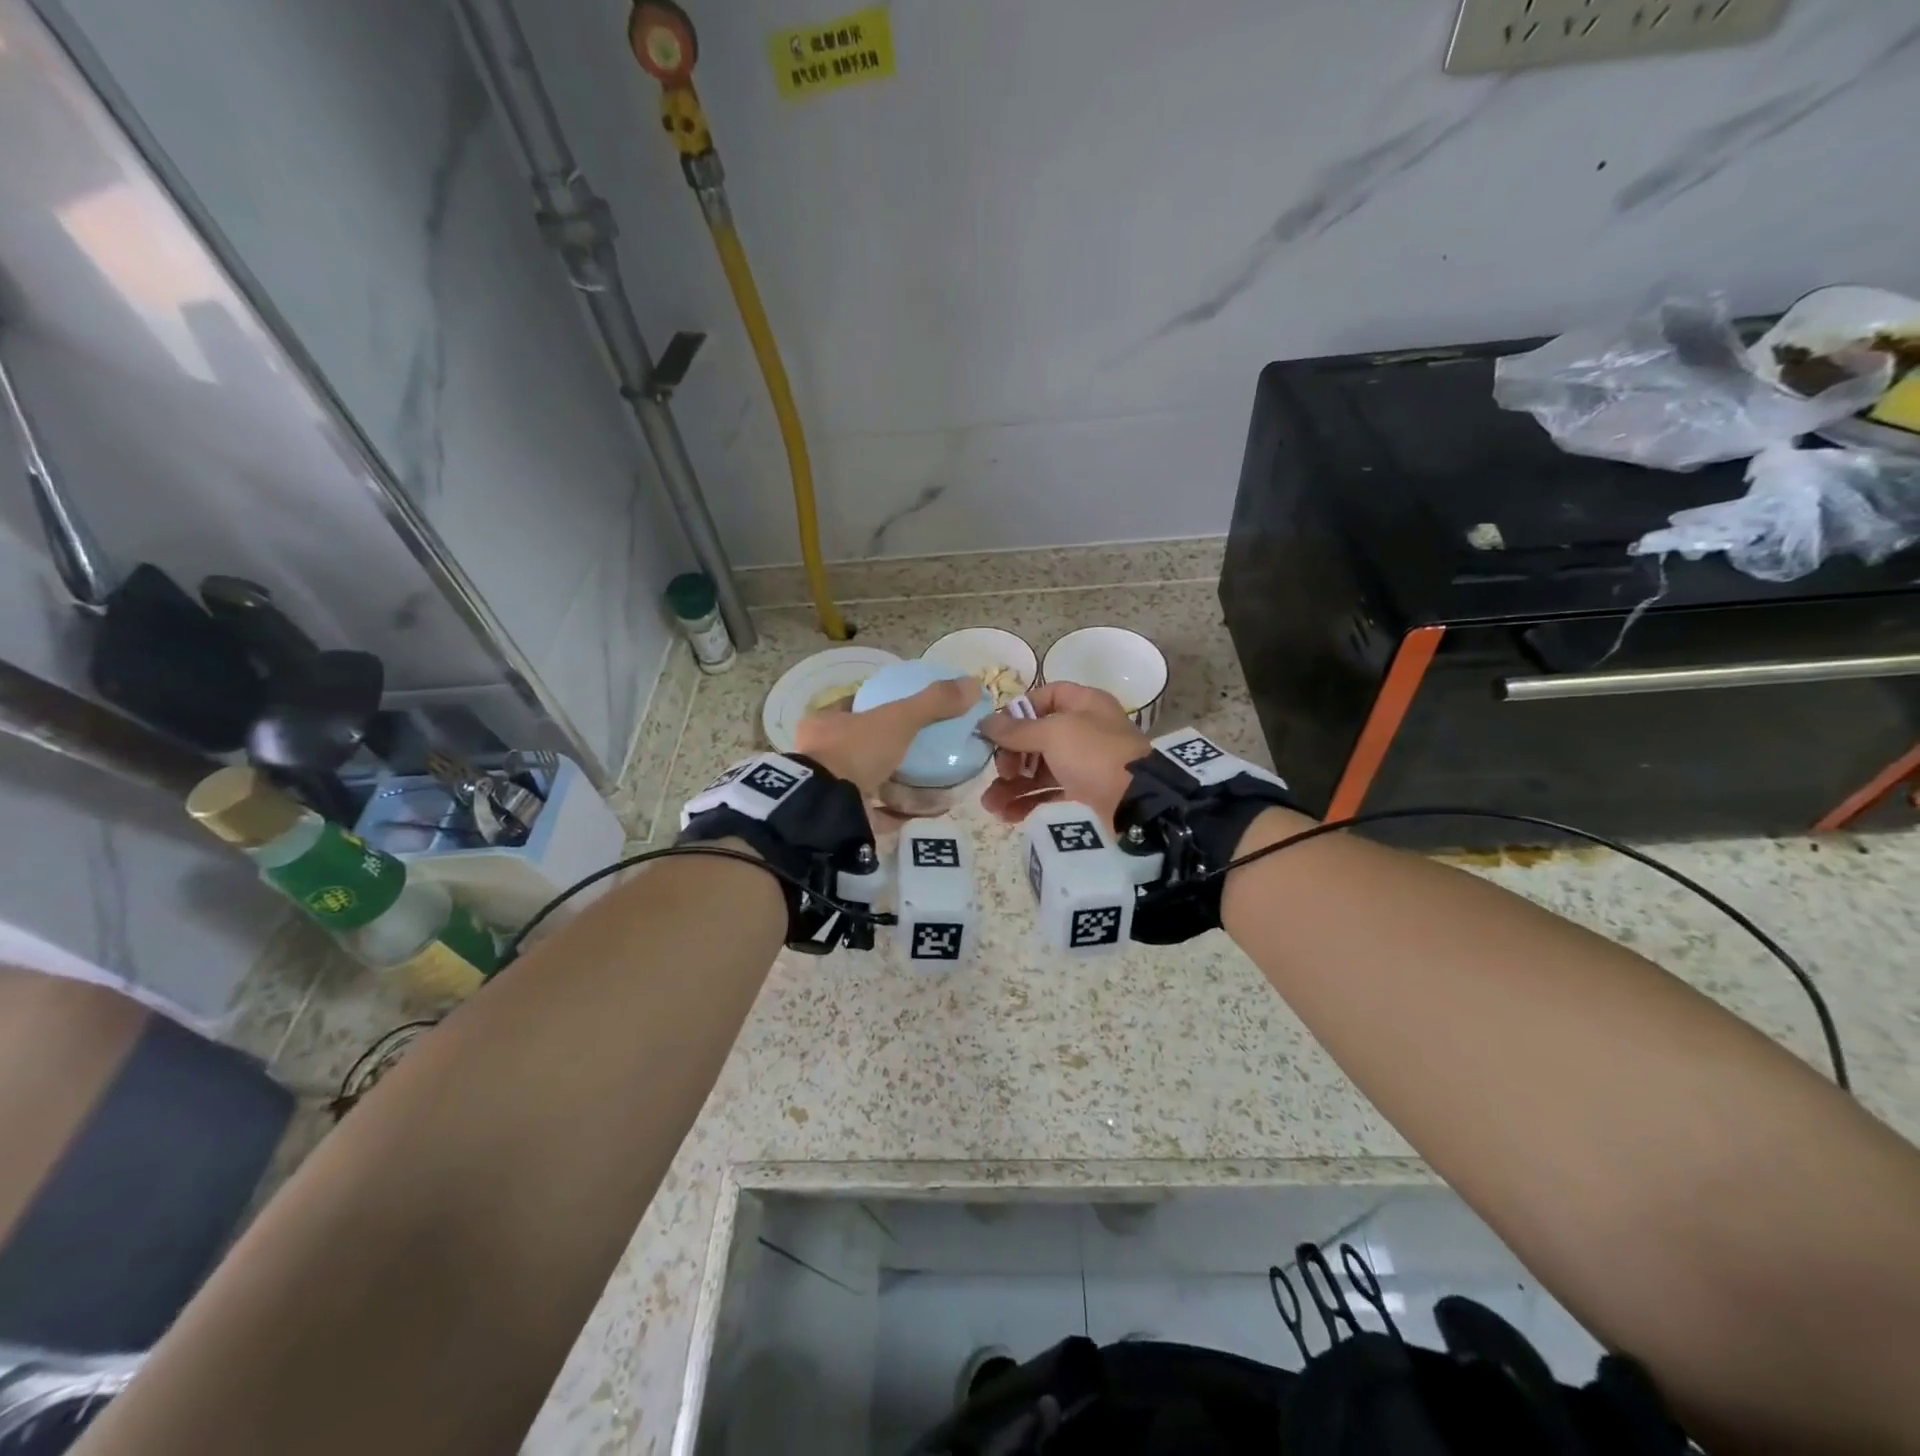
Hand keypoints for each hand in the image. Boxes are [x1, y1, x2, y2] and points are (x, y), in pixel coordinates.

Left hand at [793, 677, 978, 796]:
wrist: (826, 809)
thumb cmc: (854, 752)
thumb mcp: (898, 719)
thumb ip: (933, 703)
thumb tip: (972, 684)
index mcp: (824, 723)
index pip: (853, 706)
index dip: (879, 705)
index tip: (909, 710)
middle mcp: (822, 755)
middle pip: (863, 746)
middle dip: (895, 749)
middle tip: (926, 750)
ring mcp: (829, 789)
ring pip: (871, 781)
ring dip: (902, 783)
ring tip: (934, 781)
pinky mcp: (842, 817)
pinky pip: (877, 812)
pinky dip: (901, 811)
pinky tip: (926, 809)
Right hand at [977, 682, 1149, 827]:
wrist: (1137, 802)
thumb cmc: (1094, 754)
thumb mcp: (1053, 733)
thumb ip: (1017, 730)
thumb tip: (985, 723)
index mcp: (1084, 704)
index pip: (1044, 697)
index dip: (1018, 712)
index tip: (997, 731)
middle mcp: (1083, 730)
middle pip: (1036, 737)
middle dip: (1010, 756)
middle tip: (999, 772)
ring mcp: (1084, 763)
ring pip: (1038, 769)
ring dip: (1012, 785)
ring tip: (990, 805)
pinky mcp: (1083, 793)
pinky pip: (1048, 793)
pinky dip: (1027, 802)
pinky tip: (1007, 815)